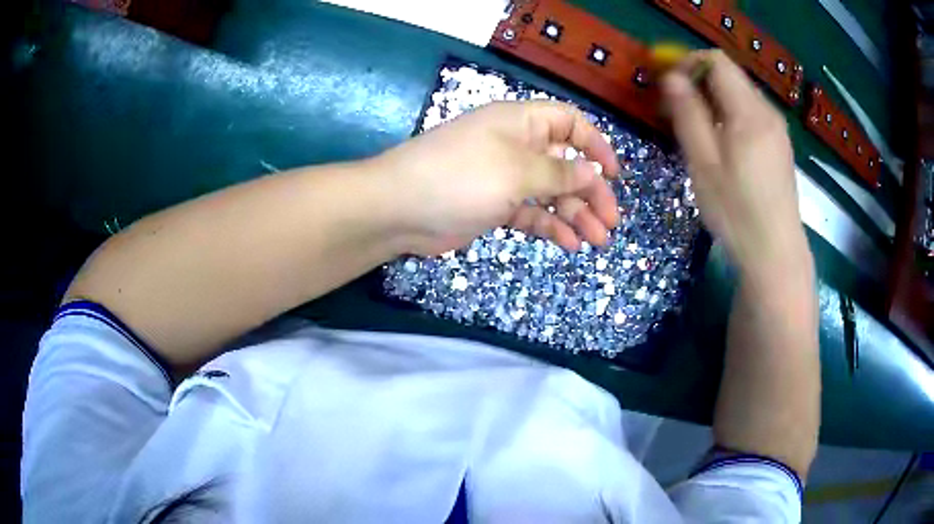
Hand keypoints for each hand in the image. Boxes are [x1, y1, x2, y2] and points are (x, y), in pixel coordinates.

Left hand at [373, 101, 620, 255]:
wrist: (399, 209)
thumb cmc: (460, 177)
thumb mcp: (517, 170)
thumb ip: (559, 172)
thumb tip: (592, 171)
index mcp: (521, 123)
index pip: (570, 123)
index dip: (596, 145)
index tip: (615, 174)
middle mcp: (516, 146)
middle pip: (566, 163)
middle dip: (591, 192)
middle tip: (610, 222)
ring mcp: (504, 178)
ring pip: (551, 193)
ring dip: (575, 215)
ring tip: (597, 241)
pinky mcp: (494, 206)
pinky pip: (531, 213)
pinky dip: (550, 227)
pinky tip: (569, 245)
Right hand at [662, 50, 810, 278]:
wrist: (776, 253)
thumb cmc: (736, 211)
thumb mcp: (703, 163)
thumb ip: (687, 114)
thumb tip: (671, 77)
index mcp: (749, 111)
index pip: (716, 61)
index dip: (688, 63)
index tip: (668, 86)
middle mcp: (767, 112)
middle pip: (729, 76)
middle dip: (698, 83)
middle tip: (677, 112)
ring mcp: (777, 129)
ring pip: (739, 96)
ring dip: (713, 101)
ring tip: (697, 133)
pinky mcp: (780, 146)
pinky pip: (751, 115)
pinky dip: (730, 117)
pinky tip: (723, 147)